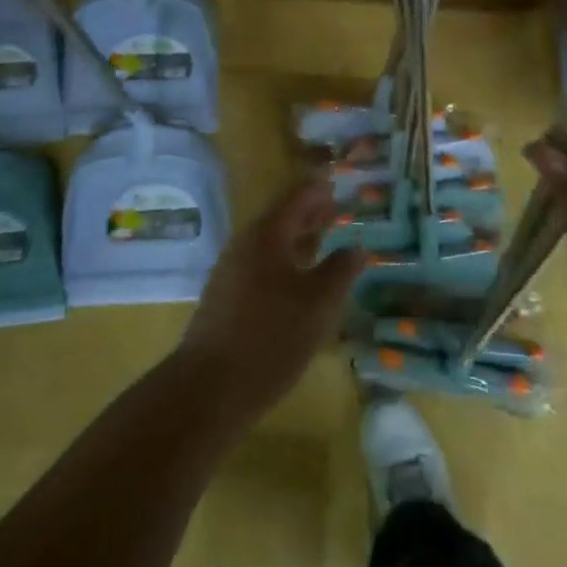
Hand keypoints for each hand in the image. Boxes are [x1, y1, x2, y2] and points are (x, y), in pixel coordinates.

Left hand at [177, 177, 362, 421]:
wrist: (209, 387)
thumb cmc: (271, 337)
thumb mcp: (318, 304)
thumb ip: (340, 271)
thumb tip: (357, 247)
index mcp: (267, 234)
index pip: (296, 197)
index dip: (318, 189)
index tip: (336, 180)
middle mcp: (246, 244)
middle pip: (281, 217)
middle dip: (309, 212)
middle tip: (336, 207)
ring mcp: (232, 270)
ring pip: (271, 243)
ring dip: (298, 238)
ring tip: (324, 239)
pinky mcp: (226, 297)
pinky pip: (261, 264)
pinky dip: (285, 260)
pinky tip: (299, 280)